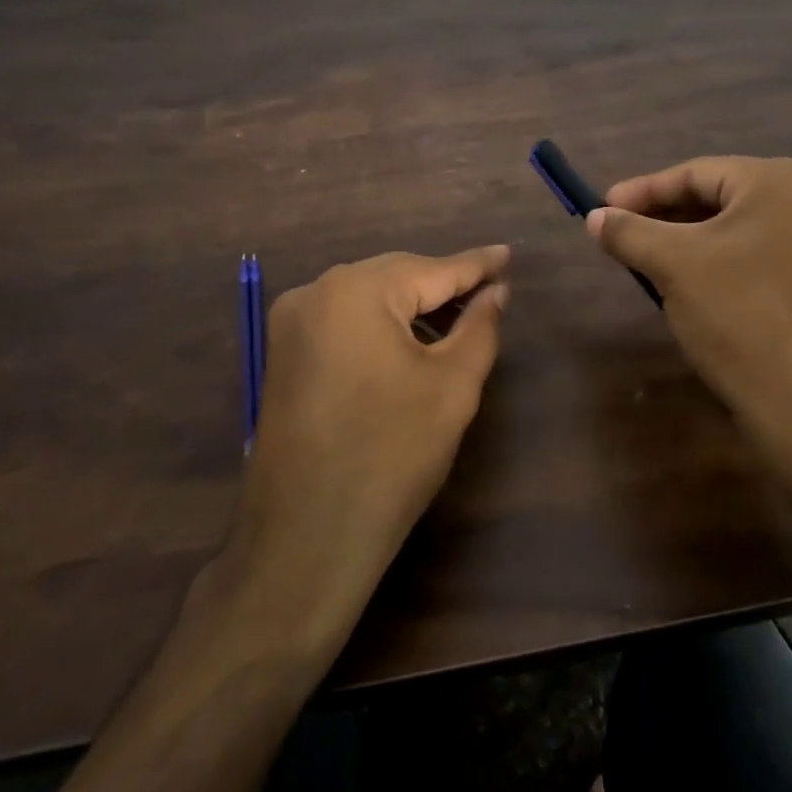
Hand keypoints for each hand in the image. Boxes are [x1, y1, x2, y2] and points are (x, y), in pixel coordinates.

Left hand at [227, 246, 509, 639]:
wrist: (306, 537)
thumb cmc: (391, 456)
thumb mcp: (452, 387)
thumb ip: (479, 327)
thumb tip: (496, 292)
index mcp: (356, 291)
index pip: (432, 269)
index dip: (476, 265)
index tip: (508, 254)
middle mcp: (315, 292)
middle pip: (395, 276)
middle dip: (443, 284)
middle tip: (490, 290)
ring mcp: (291, 323)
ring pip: (367, 297)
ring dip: (411, 305)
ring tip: (458, 319)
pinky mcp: (283, 353)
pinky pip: (343, 320)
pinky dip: (380, 324)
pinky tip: (409, 342)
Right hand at [587, 157, 791, 490]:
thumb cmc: (739, 317)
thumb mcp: (673, 266)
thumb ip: (629, 232)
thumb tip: (595, 217)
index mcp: (785, 181)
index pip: (696, 174)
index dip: (642, 191)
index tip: (601, 208)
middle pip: (719, 198)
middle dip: (664, 217)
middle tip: (620, 234)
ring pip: (738, 229)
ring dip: (688, 241)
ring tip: (646, 259)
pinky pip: (760, 254)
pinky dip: (719, 261)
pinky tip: (689, 282)